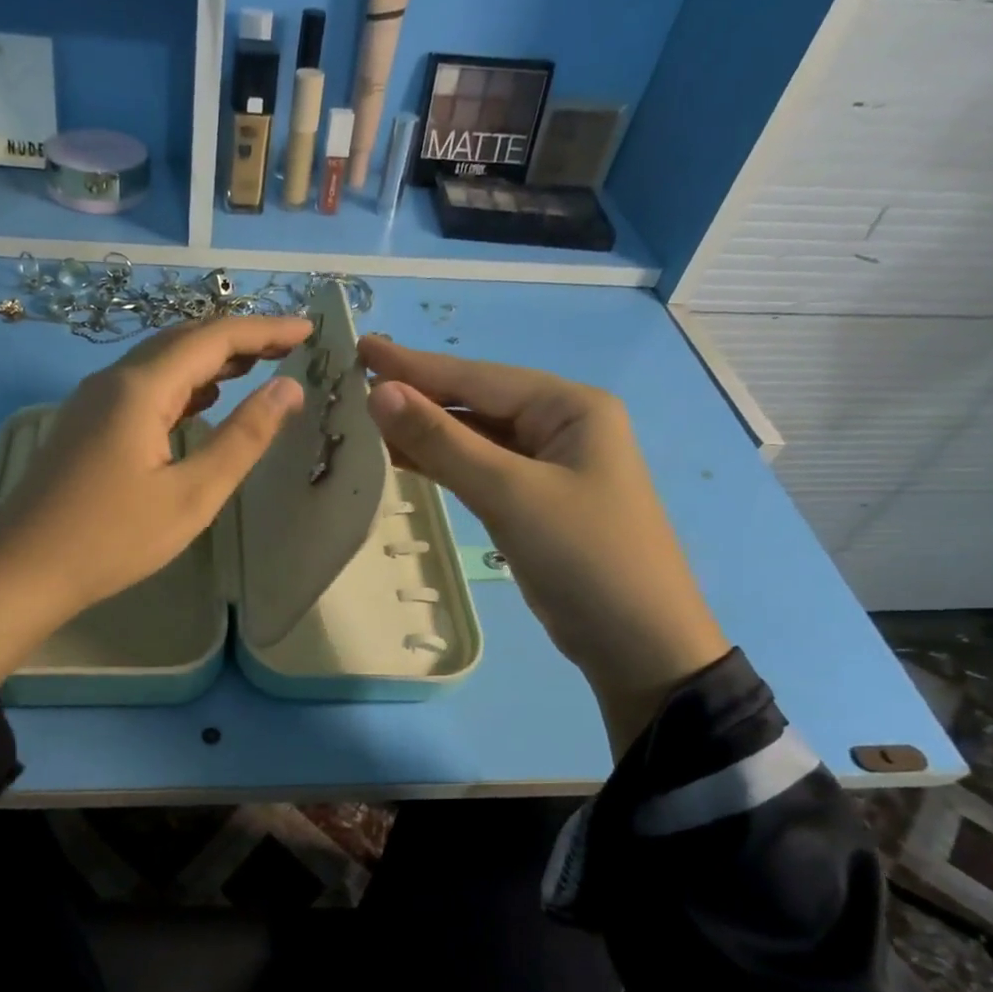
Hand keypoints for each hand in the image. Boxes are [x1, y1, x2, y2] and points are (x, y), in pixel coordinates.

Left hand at [0, 316, 310, 682]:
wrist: (23, 569)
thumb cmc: (113, 539)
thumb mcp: (191, 495)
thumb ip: (243, 438)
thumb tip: (288, 389)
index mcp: (141, 388)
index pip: (214, 338)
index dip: (265, 330)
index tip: (309, 331)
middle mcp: (114, 380)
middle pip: (184, 340)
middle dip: (240, 339)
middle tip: (289, 348)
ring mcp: (94, 401)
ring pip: (161, 362)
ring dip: (210, 360)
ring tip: (256, 368)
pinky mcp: (87, 425)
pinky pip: (144, 387)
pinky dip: (183, 385)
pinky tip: (203, 402)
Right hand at [359, 336, 728, 752]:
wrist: (637, 643)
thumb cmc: (584, 557)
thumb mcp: (510, 494)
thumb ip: (443, 442)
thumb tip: (379, 392)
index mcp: (569, 407)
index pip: (478, 377)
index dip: (415, 365)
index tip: (360, 347)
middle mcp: (560, 426)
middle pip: (475, 402)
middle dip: (418, 394)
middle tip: (355, 382)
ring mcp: (547, 466)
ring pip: (474, 438)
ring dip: (425, 431)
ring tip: (366, 420)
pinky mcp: (533, 502)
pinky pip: (479, 470)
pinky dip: (441, 465)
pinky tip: (401, 459)